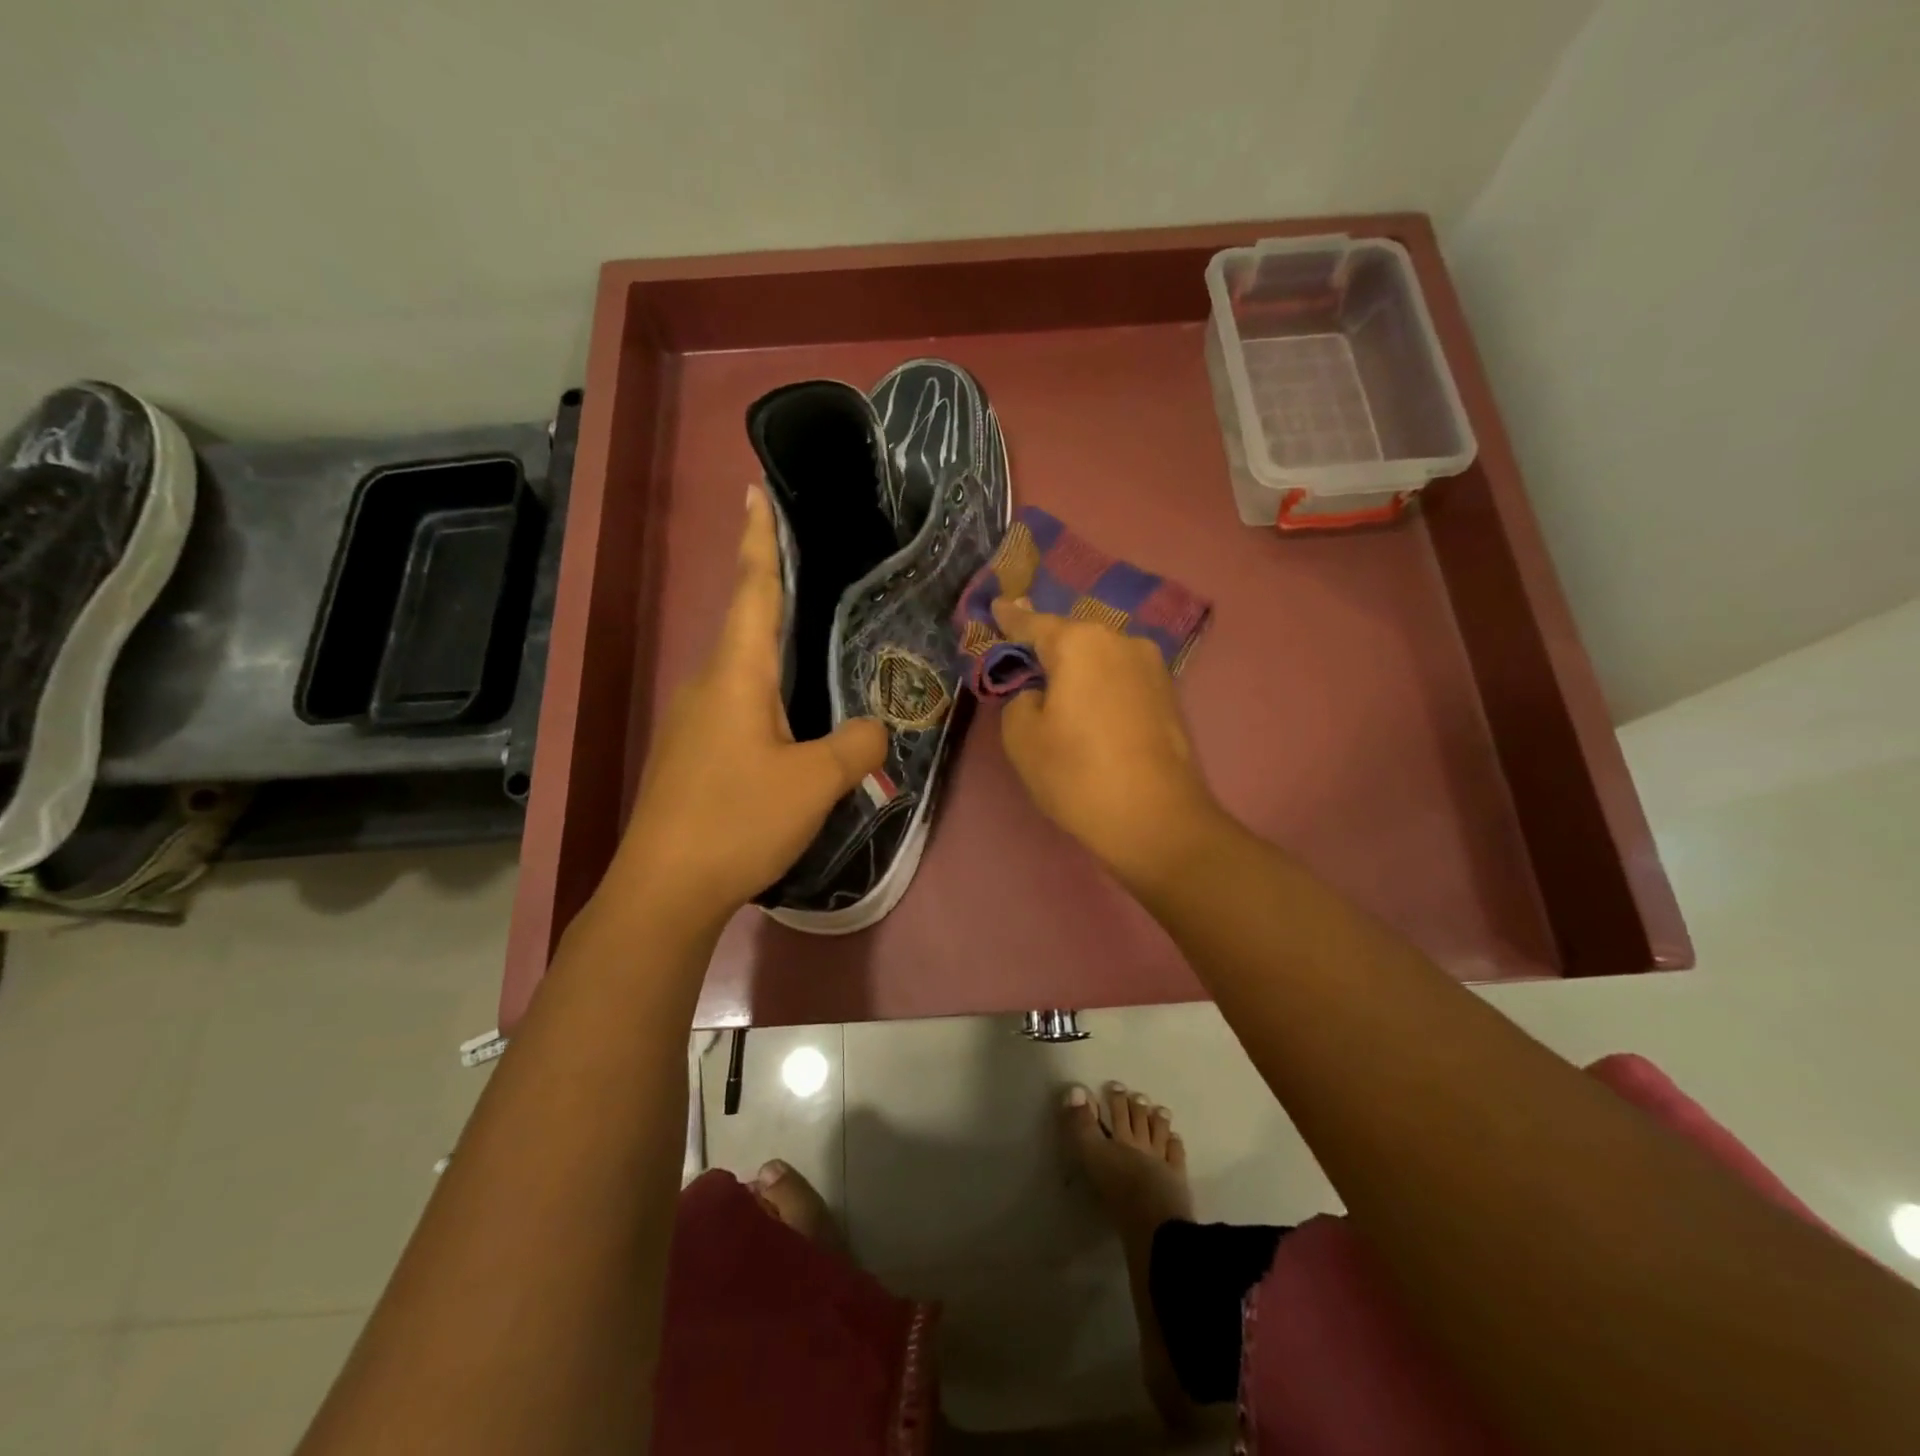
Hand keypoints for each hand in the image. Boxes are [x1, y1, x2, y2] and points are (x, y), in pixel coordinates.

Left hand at [607, 485, 886, 930]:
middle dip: (770, 585)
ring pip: (741, 666)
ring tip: (808, 637)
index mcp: (736, 674)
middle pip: (745, 621)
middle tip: (804, 561)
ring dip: (769, 643)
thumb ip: (855, 746)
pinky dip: (765, 688)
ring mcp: (694, 719)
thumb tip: (875, 728)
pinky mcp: (693, 752)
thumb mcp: (814, 782)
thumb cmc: (738, 819)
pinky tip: (789, 713)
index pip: (754, 590)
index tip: (755, 491)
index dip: (759, 539)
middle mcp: (709, 684)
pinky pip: (737, 702)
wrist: (664, 887)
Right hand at [991, 597, 1223, 888]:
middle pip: (1072, 638)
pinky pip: (1121, 678)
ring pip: (1100, 658)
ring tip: (1058, 694)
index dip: (1009, 618)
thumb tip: (1038, 691)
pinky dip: (1101, 687)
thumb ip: (1018, 698)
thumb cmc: (1078, 774)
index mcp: (1080, 643)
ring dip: (1077, 670)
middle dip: (1047, 649)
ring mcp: (1152, 667)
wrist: (1157, 820)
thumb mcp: (1022, 737)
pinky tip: (1091, 711)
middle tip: (1023, 665)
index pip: (1033, 623)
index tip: (995, 605)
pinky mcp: (1169, 694)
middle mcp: (1121, 641)